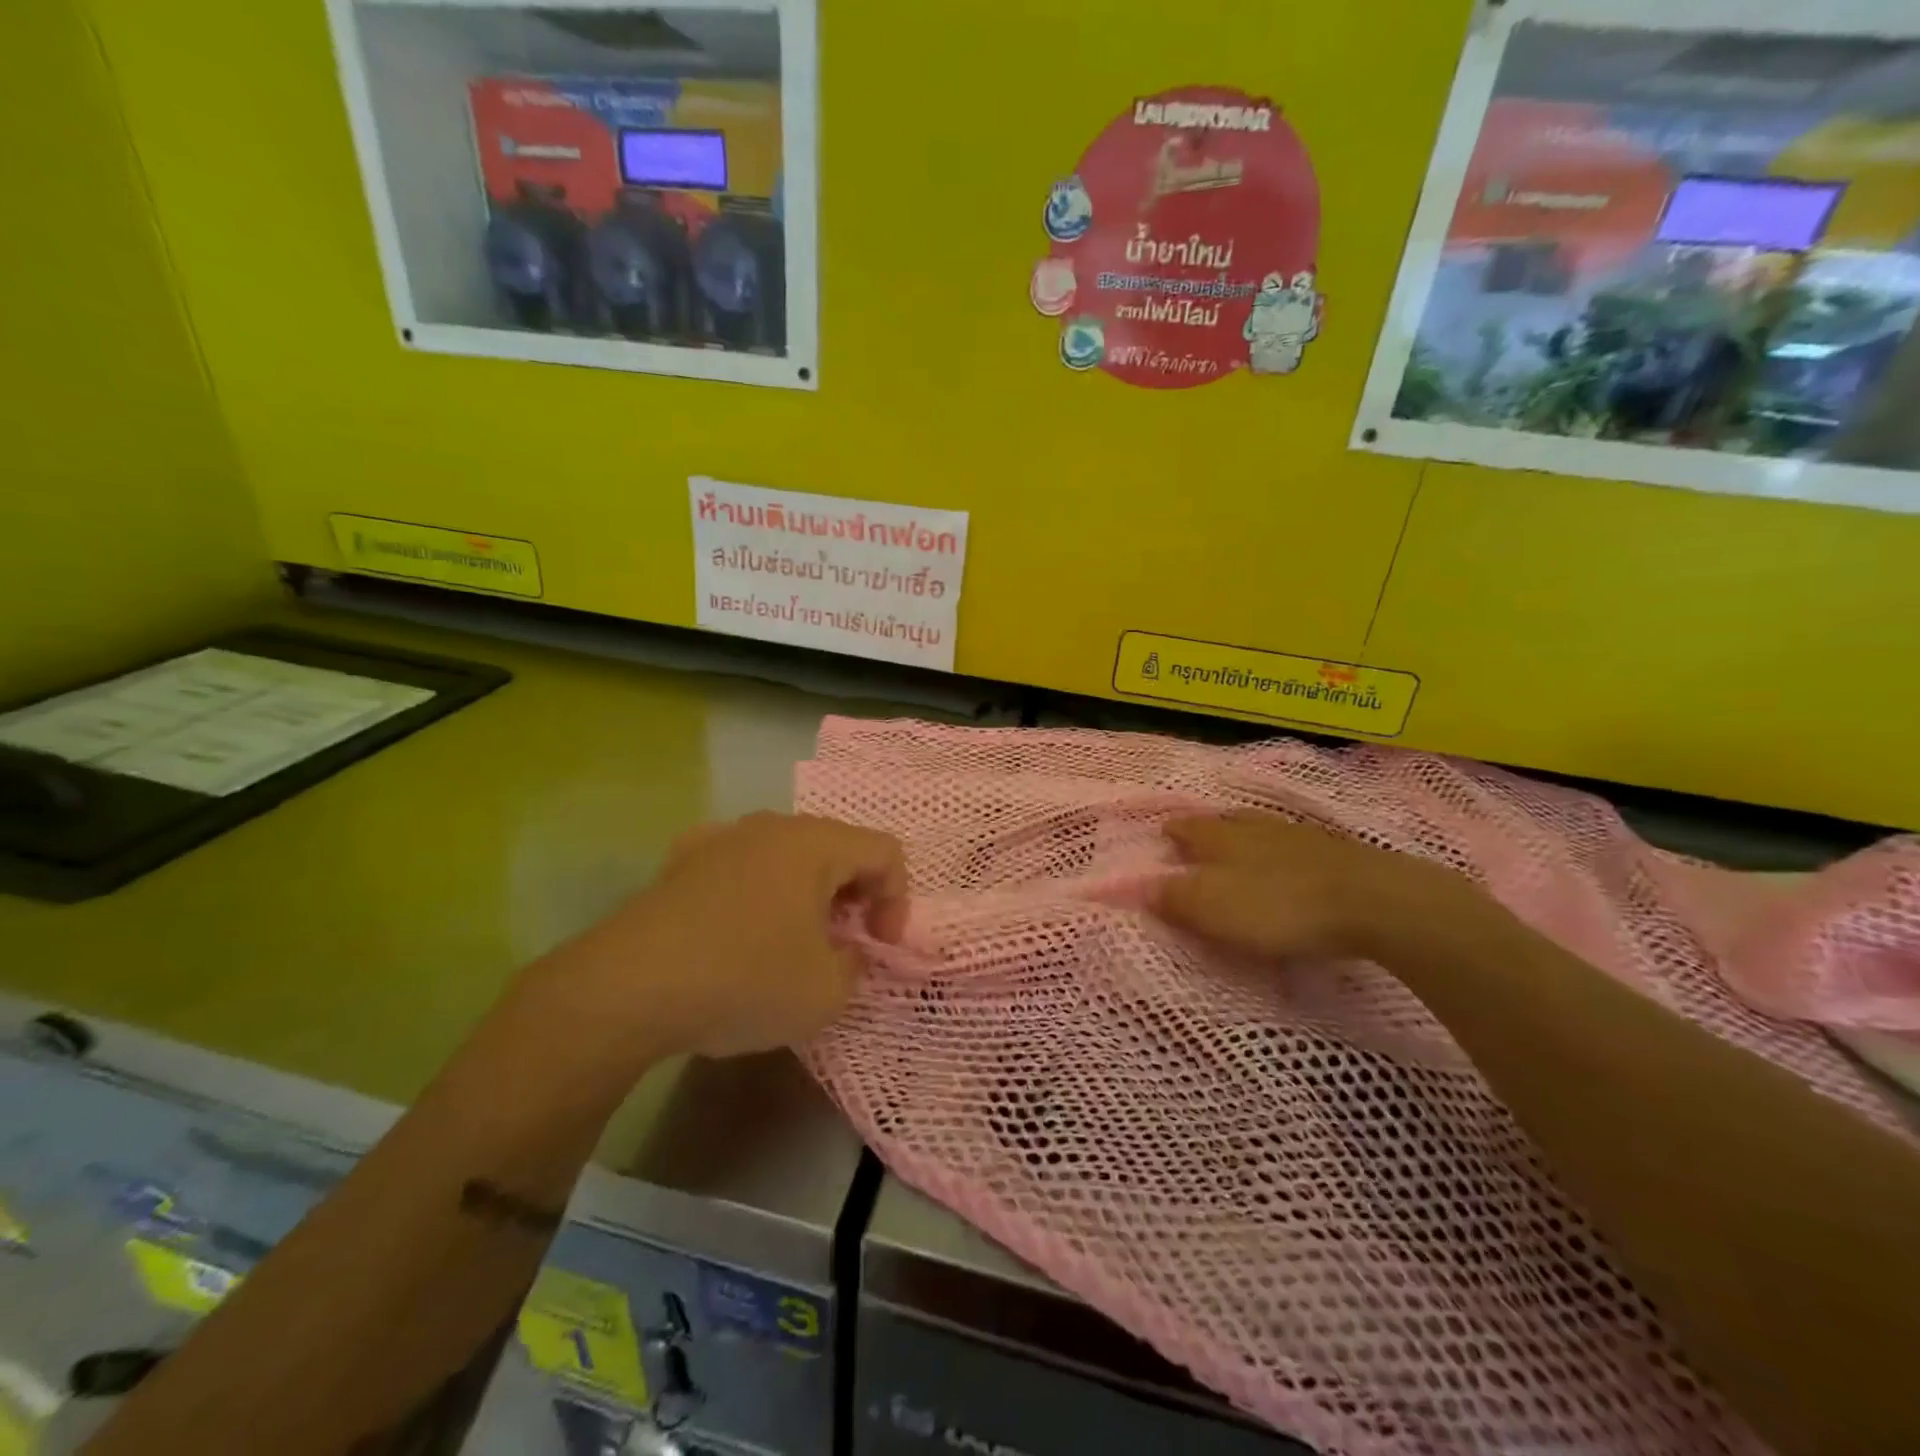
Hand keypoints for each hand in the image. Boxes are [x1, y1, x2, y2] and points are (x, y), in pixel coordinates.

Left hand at [533, 812, 909, 1061]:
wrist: (628, 988)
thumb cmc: (744, 980)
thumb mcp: (826, 992)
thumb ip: (856, 965)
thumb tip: (845, 951)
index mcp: (815, 843)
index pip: (884, 852)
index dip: (897, 900)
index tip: (880, 948)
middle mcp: (771, 827)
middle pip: (837, 848)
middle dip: (853, 896)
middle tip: (844, 945)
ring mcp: (721, 838)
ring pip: (787, 856)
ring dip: (806, 894)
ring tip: (793, 943)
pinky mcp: (681, 861)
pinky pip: (742, 866)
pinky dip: (759, 893)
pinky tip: (740, 932)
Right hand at [1153, 812, 1470, 962]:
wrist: (1371, 901)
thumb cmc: (1278, 906)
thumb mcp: (1214, 909)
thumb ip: (1174, 898)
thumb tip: (1137, 886)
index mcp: (1221, 838)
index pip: (1188, 829)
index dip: (1173, 832)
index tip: (1163, 834)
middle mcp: (1255, 828)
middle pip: (1225, 821)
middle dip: (1210, 828)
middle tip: (1198, 836)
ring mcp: (1298, 837)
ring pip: (1262, 829)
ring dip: (1247, 835)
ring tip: (1241, 845)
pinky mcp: (1334, 852)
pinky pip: (1294, 845)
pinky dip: (1282, 851)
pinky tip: (1289, 863)